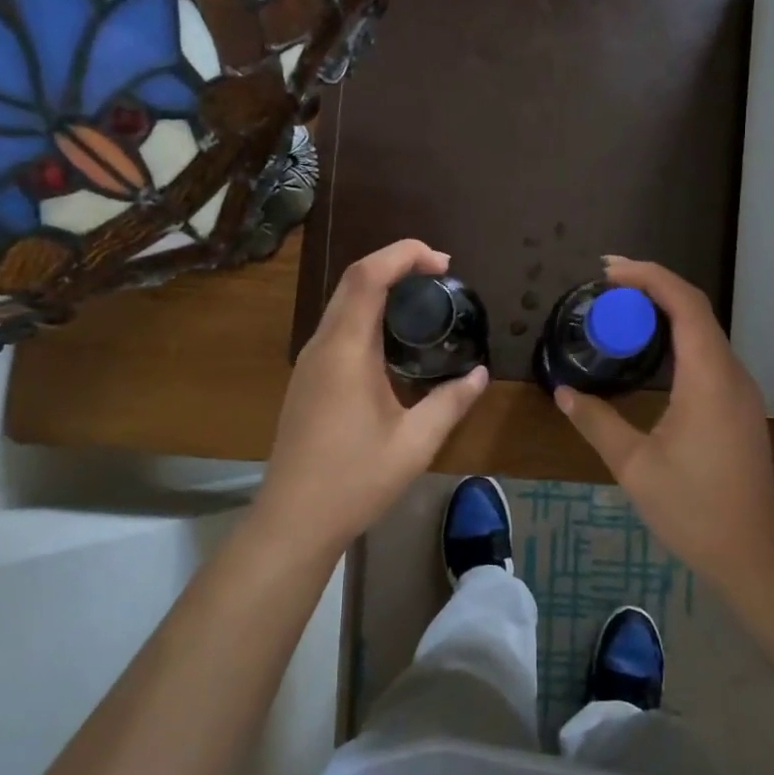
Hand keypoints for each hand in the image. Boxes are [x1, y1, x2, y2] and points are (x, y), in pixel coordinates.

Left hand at [253, 239, 489, 554]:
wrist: (294, 520)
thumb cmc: (355, 480)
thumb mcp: (415, 443)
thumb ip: (451, 402)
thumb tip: (479, 375)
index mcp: (346, 351)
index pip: (368, 275)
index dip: (405, 254)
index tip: (444, 263)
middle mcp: (322, 346)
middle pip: (353, 280)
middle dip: (396, 264)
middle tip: (440, 276)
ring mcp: (309, 362)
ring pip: (342, 302)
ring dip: (380, 288)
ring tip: (423, 302)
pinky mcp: (307, 379)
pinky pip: (337, 327)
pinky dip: (368, 314)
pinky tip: (394, 341)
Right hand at [555, 258, 773, 580]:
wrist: (751, 551)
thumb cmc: (693, 508)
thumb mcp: (634, 466)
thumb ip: (597, 422)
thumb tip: (565, 392)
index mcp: (709, 378)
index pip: (685, 305)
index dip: (649, 277)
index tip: (608, 271)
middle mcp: (730, 374)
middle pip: (696, 310)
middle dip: (653, 287)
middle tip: (606, 286)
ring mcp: (739, 390)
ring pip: (704, 330)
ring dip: (665, 310)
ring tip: (621, 310)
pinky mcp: (738, 406)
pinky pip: (708, 353)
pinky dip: (677, 336)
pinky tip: (649, 350)